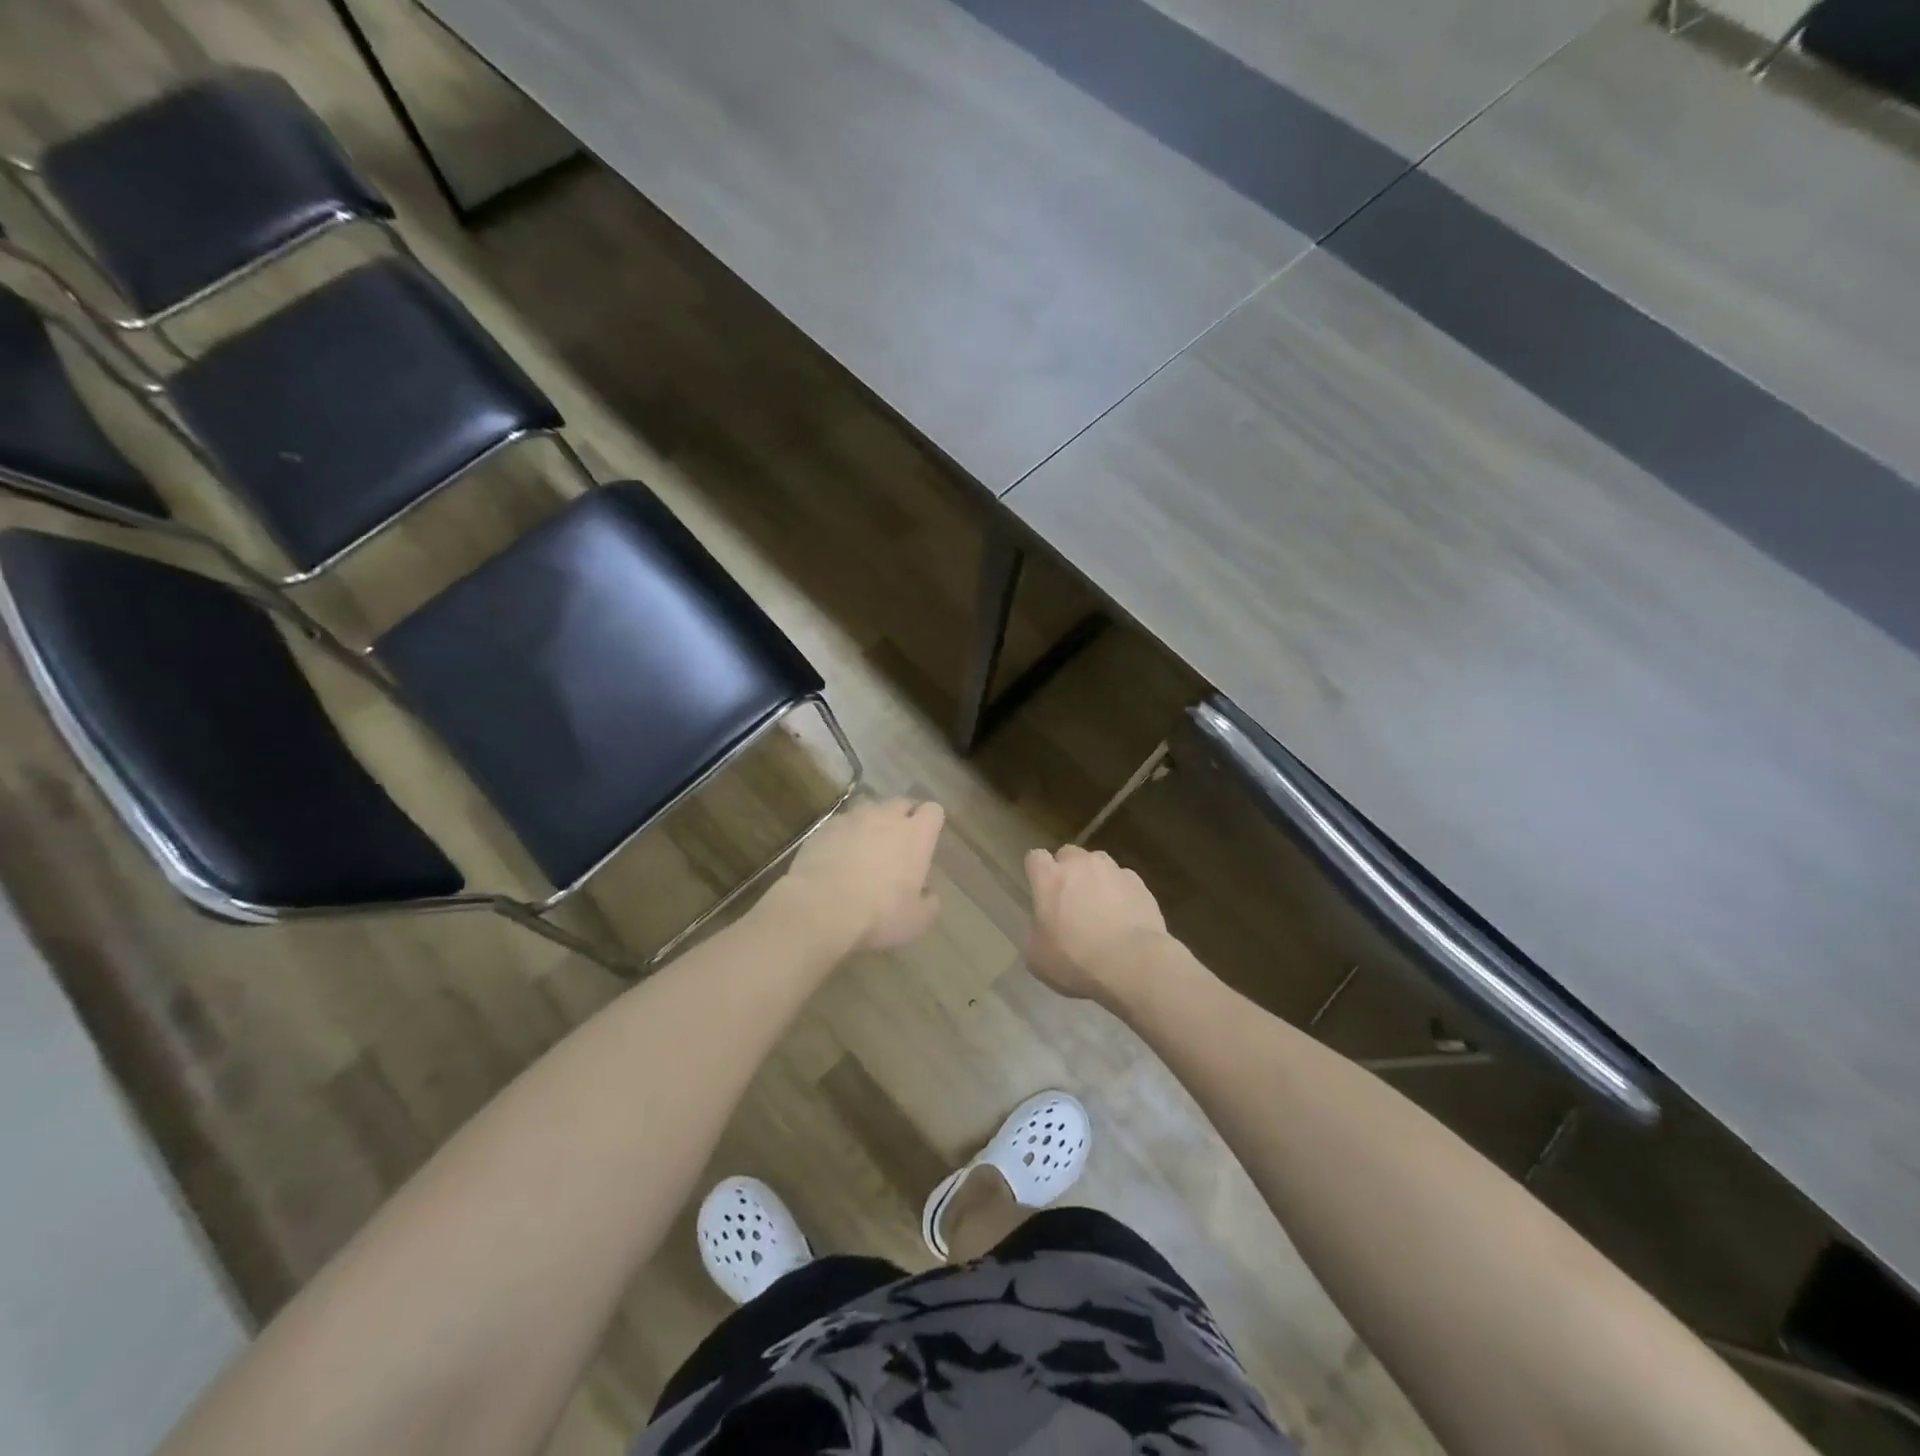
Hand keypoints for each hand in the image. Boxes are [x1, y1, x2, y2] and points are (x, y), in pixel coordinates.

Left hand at [776, 798, 945, 952]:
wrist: (820, 909)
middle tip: (898, 845)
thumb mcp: (916, 921)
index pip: (933, 811)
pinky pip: (842, 824)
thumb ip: (929, 903)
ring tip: (865, 850)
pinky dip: (844, 835)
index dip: (931, 823)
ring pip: (869, 810)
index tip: (926, 841)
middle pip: (901, 803)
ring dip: (872, 824)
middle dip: (903, 818)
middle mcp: (886, 817)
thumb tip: (927, 893)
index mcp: (916, 835)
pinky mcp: (824, 827)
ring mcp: (853, 819)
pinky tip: (837, 858)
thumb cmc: (878, 915)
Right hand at [1024, 846, 1173, 1004]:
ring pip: (1098, 862)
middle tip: (1070, 898)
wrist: (1133, 964)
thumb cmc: (1076, 961)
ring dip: (1095, 877)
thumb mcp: (1037, 957)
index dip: (1037, 871)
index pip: (1035, 857)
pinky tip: (1124, 915)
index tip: (1040, 888)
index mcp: (1049, 879)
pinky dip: (1121, 891)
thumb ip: (1036, 931)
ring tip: (1101, 905)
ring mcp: (1112, 871)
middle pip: (1068, 853)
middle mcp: (1080, 865)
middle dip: (1067, 870)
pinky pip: (1123, 880)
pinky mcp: (1139, 883)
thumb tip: (1043, 927)